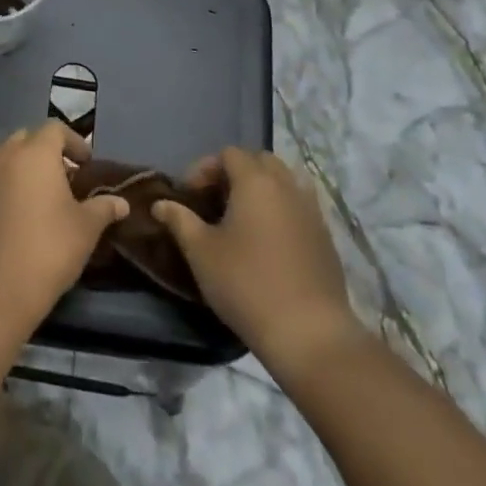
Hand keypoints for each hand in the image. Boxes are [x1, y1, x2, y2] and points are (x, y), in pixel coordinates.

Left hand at [0, 122, 127, 325]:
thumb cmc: (48, 248)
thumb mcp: (86, 228)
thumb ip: (103, 208)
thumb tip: (121, 203)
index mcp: (34, 153)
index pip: (55, 129)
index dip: (74, 141)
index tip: (87, 163)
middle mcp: (4, 156)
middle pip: (27, 139)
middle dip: (48, 151)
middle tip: (67, 177)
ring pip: (6, 158)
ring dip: (25, 167)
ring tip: (43, 194)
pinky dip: (8, 185)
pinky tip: (21, 213)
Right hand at [153, 148, 359, 363]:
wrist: (308, 332)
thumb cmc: (245, 284)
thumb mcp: (201, 252)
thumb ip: (179, 220)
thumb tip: (160, 204)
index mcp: (256, 182)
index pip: (229, 154)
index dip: (205, 168)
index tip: (190, 195)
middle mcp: (288, 186)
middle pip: (260, 161)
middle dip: (235, 173)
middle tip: (215, 201)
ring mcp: (312, 211)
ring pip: (285, 181)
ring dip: (261, 189)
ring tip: (242, 217)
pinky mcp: (325, 236)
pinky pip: (300, 205)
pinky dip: (281, 209)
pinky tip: (267, 241)